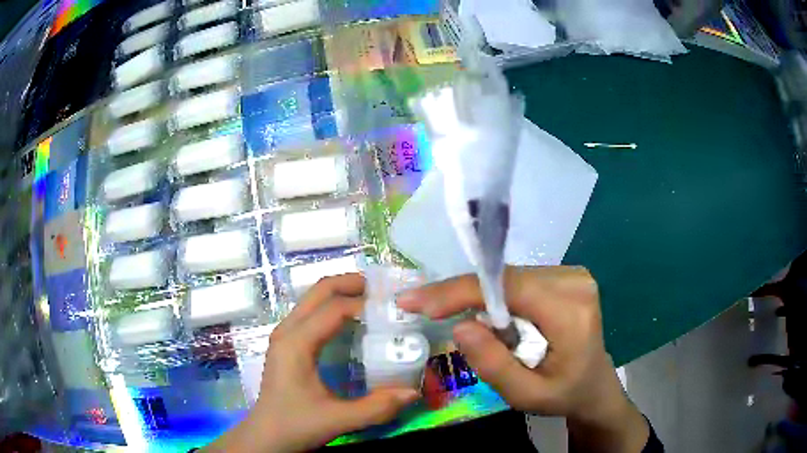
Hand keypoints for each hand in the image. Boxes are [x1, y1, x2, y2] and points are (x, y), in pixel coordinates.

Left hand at [206, 274, 419, 452]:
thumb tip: (412, 392)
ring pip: (314, 298)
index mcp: (296, 343)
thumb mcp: (337, 420)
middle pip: (320, 290)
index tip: (394, 310)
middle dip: (352, 283)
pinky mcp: (288, 343)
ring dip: (343, 293)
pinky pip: (312, 312)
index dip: (365, 304)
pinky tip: (354, 323)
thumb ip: (376, 408)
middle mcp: (288, 330)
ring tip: (374, 302)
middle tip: (385, 291)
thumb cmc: (295, 424)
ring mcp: (285, 334)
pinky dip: (335, 307)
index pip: (333, 309)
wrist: (266, 435)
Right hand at [398, 266, 649, 452]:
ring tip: (468, 328)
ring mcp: (572, 274)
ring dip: (480, 300)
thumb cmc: (564, 395)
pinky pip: (518, 282)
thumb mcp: (526, 394)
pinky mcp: (565, 276)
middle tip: (422, 310)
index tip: (415, 301)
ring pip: (508, 278)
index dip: (459, 291)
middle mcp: (574, 280)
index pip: (508, 287)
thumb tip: (461, 326)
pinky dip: (496, 299)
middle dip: (462, 296)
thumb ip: (494, 364)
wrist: (595, 386)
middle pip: (505, 279)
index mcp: (571, 310)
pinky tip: (491, 321)